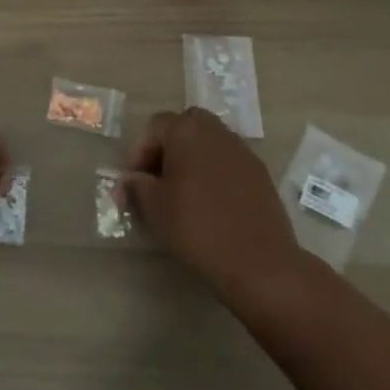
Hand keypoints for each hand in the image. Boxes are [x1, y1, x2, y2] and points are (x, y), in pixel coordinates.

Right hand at [121, 107, 302, 297]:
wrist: (258, 262)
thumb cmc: (197, 227)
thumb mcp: (154, 207)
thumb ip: (136, 186)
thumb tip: (129, 180)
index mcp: (187, 130)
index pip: (155, 127)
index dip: (139, 153)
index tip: (134, 183)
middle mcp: (216, 131)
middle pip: (185, 127)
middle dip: (168, 149)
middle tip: (158, 181)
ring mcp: (243, 151)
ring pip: (209, 144)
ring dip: (192, 161)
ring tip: (183, 194)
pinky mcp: (261, 174)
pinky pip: (228, 163)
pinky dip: (215, 175)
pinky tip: (211, 205)